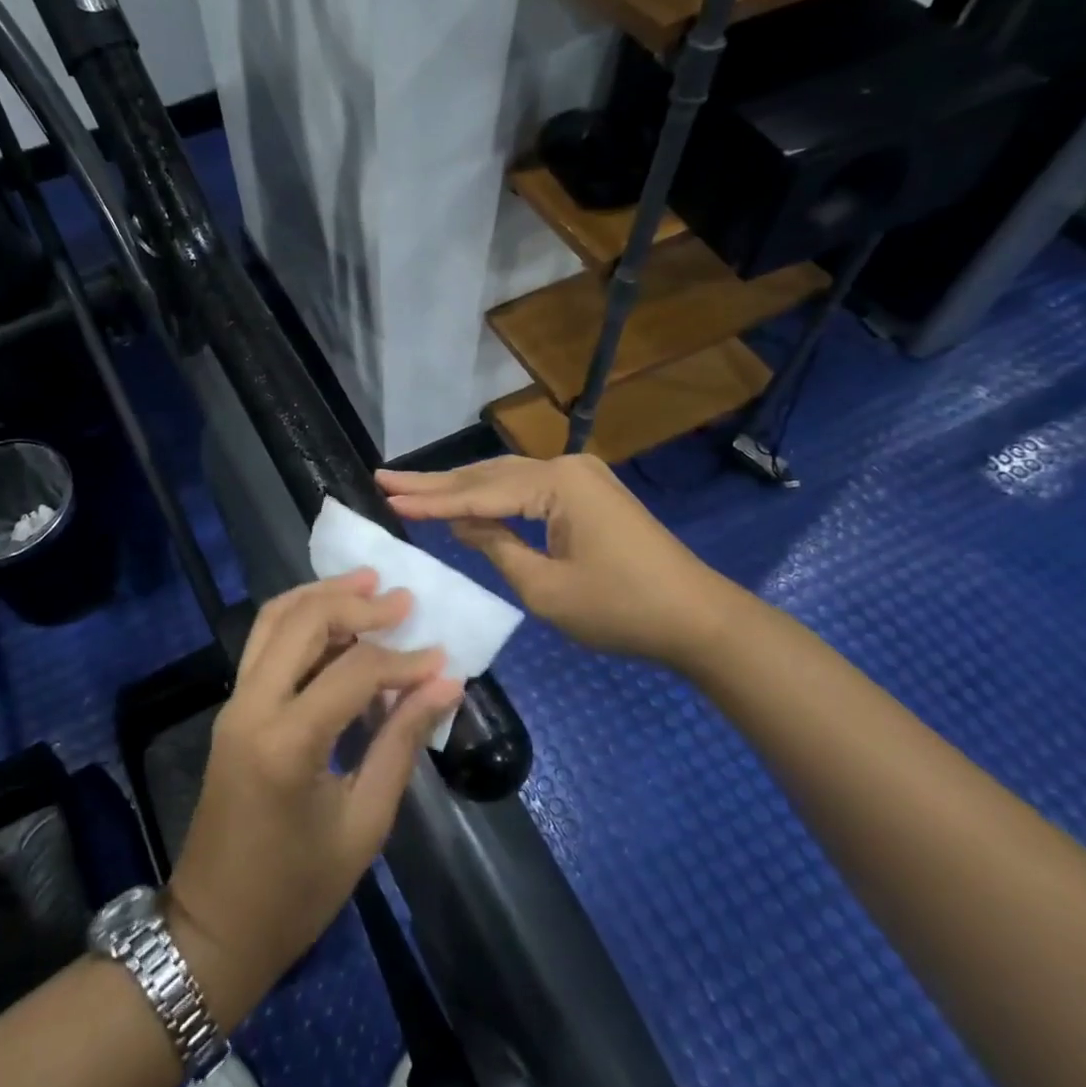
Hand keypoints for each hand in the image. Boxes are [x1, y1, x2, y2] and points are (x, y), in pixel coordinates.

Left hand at [166, 571, 463, 1029]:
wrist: (215, 927)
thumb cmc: (297, 892)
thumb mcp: (364, 823)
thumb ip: (401, 743)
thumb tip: (445, 684)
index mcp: (286, 742)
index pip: (353, 671)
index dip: (403, 660)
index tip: (443, 658)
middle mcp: (251, 707)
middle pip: (302, 622)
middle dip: (355, 601)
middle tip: (402, 598)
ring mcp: (234, 703)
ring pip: (273, 620)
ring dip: (321, 596)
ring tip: (366, 584)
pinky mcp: (233, 709)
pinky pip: (264, 644)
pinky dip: (301, 620)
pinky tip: (336, 622)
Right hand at [377, 455, 736, 669]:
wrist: (699, 619)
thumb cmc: (621, 609)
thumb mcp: (546, 588)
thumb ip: (497, 547)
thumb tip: (463, 523)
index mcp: (557, 484)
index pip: (478, 492)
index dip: (430, 500)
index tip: (386, 495)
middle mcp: (567, 467)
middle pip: (488, 474)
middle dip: (436, 483)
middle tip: (386, 478)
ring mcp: (581, 478)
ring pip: (506, 479)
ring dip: (461, 487)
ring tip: (411, 487)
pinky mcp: (588, 494)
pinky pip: (528, 491)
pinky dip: (492, 497)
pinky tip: (464, 501)